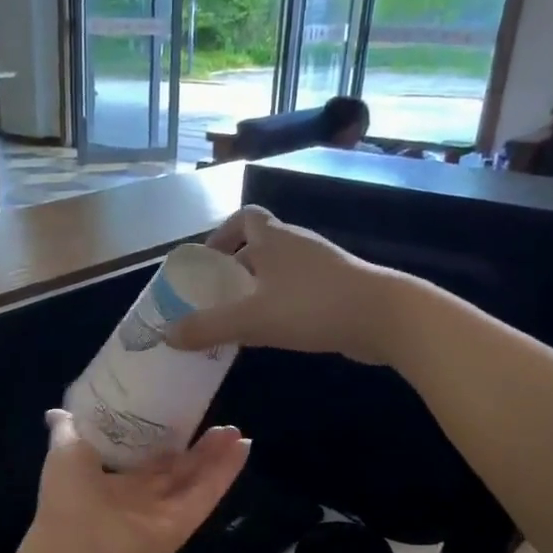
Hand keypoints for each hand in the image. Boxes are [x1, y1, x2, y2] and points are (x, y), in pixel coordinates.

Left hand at [20, 410, 248, 552]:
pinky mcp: (184, 522)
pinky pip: (207, 492)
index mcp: (109, 483)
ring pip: (195, 479)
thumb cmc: (69, 498)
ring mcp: (164, 511)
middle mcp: (138, 498)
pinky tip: (243, 447)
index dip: (158, 440)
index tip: (174, 414)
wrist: (80, 551)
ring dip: (215, 455)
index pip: (140, 459)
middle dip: (194, 448)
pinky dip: (226, 471)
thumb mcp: (65, 452)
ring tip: (234, 431)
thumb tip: (57, 411)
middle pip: (174, 469)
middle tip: (214, 421)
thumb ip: (68, 430)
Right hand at [164, 206, 408, 365]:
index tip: (208, 260)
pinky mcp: (339, 288)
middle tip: (218, 296)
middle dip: (237, 266)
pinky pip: (300, 288)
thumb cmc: (312, 306)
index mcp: (274, 238)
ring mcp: (322, 265)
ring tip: (243, 317)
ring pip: (282, 269)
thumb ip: (207, 327)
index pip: (244, 217)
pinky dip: (283, 302)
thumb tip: (167, 335)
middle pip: (261, 244)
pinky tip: (277, 330)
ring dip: (260, 287)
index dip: (222, 234)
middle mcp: (297, 243)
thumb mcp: (251, 319)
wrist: (385, 317)